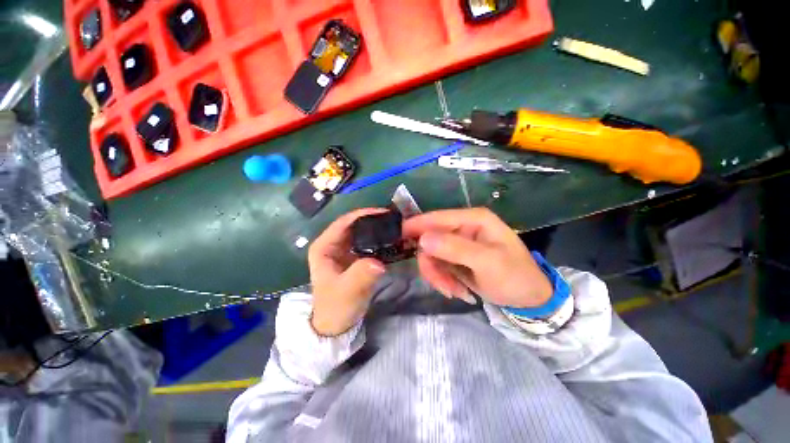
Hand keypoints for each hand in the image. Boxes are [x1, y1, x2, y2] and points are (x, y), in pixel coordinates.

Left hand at [308, 208, 387, 335]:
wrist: (336, 325)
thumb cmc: (335, 307)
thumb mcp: (347, 292)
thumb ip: (360, 276)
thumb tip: (378, 262)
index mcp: (324, 247)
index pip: (343, 222)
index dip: (363, 215)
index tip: (384, 213)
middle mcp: (333, 244)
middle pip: (354, 225)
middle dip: (374, 221)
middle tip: (395, 220)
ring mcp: (344, 251)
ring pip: (362, 233)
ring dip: (378, 230)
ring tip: (397, 227)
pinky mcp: (354, 258)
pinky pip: (368, 244)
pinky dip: (379, 241)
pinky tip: (393, 241)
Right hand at [402, 208, 552, 307]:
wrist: (529, 299)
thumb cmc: (515, 276)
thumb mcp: (488, 263)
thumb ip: (455, 248)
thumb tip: (422, 239)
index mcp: (473, 219)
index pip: (437, 218)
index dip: (416, 226)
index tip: (398, 238)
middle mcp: (463, 227)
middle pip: (430, 239)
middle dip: (432, 264)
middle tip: (441, 284)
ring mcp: (458, 242)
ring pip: (431, 255)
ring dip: (438, 275)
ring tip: (452, 290)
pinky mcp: (455, 257)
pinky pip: (437, 265)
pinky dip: (442, 279)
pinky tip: (456, 290)